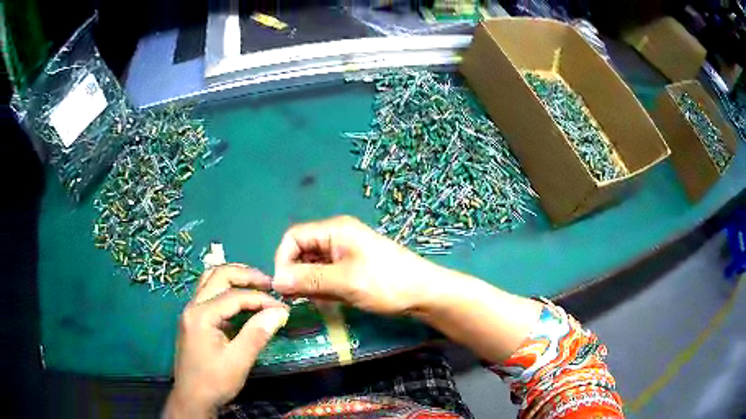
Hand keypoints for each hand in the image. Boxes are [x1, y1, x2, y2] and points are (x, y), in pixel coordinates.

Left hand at [164, 265, 288, 417]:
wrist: (192, 398)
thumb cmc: (214, 381)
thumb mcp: (238, 361)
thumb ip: (257, 334)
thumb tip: (280, 312)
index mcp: (201, 315)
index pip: (235, 296)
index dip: (261, 299)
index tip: (283, 308)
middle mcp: (192, 306)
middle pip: (218, 276)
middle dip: (246, 275)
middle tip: (269, 284)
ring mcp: (190, 312)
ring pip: (210, 280)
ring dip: (234, 278)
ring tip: (256, 284)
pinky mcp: (193, 319)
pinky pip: (209, 293)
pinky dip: (226, 290)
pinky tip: (240, 300)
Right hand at [272, 215, 439, 315]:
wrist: (424, 293)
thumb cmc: (387, 283)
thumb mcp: (345, 282)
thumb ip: (308, 280)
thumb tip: (276, 282)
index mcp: (335, 230)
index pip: (294, 237)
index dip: (283, 260)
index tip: (283, 287)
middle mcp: (336, 237)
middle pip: (301, 251)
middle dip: (295, 274)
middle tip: (297, 299)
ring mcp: (344, 253)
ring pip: (312, 265)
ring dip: (308, 283)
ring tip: (316, 301)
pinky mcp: (350, 268)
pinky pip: (325, 275)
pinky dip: (321, 288)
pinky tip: (328, 301)